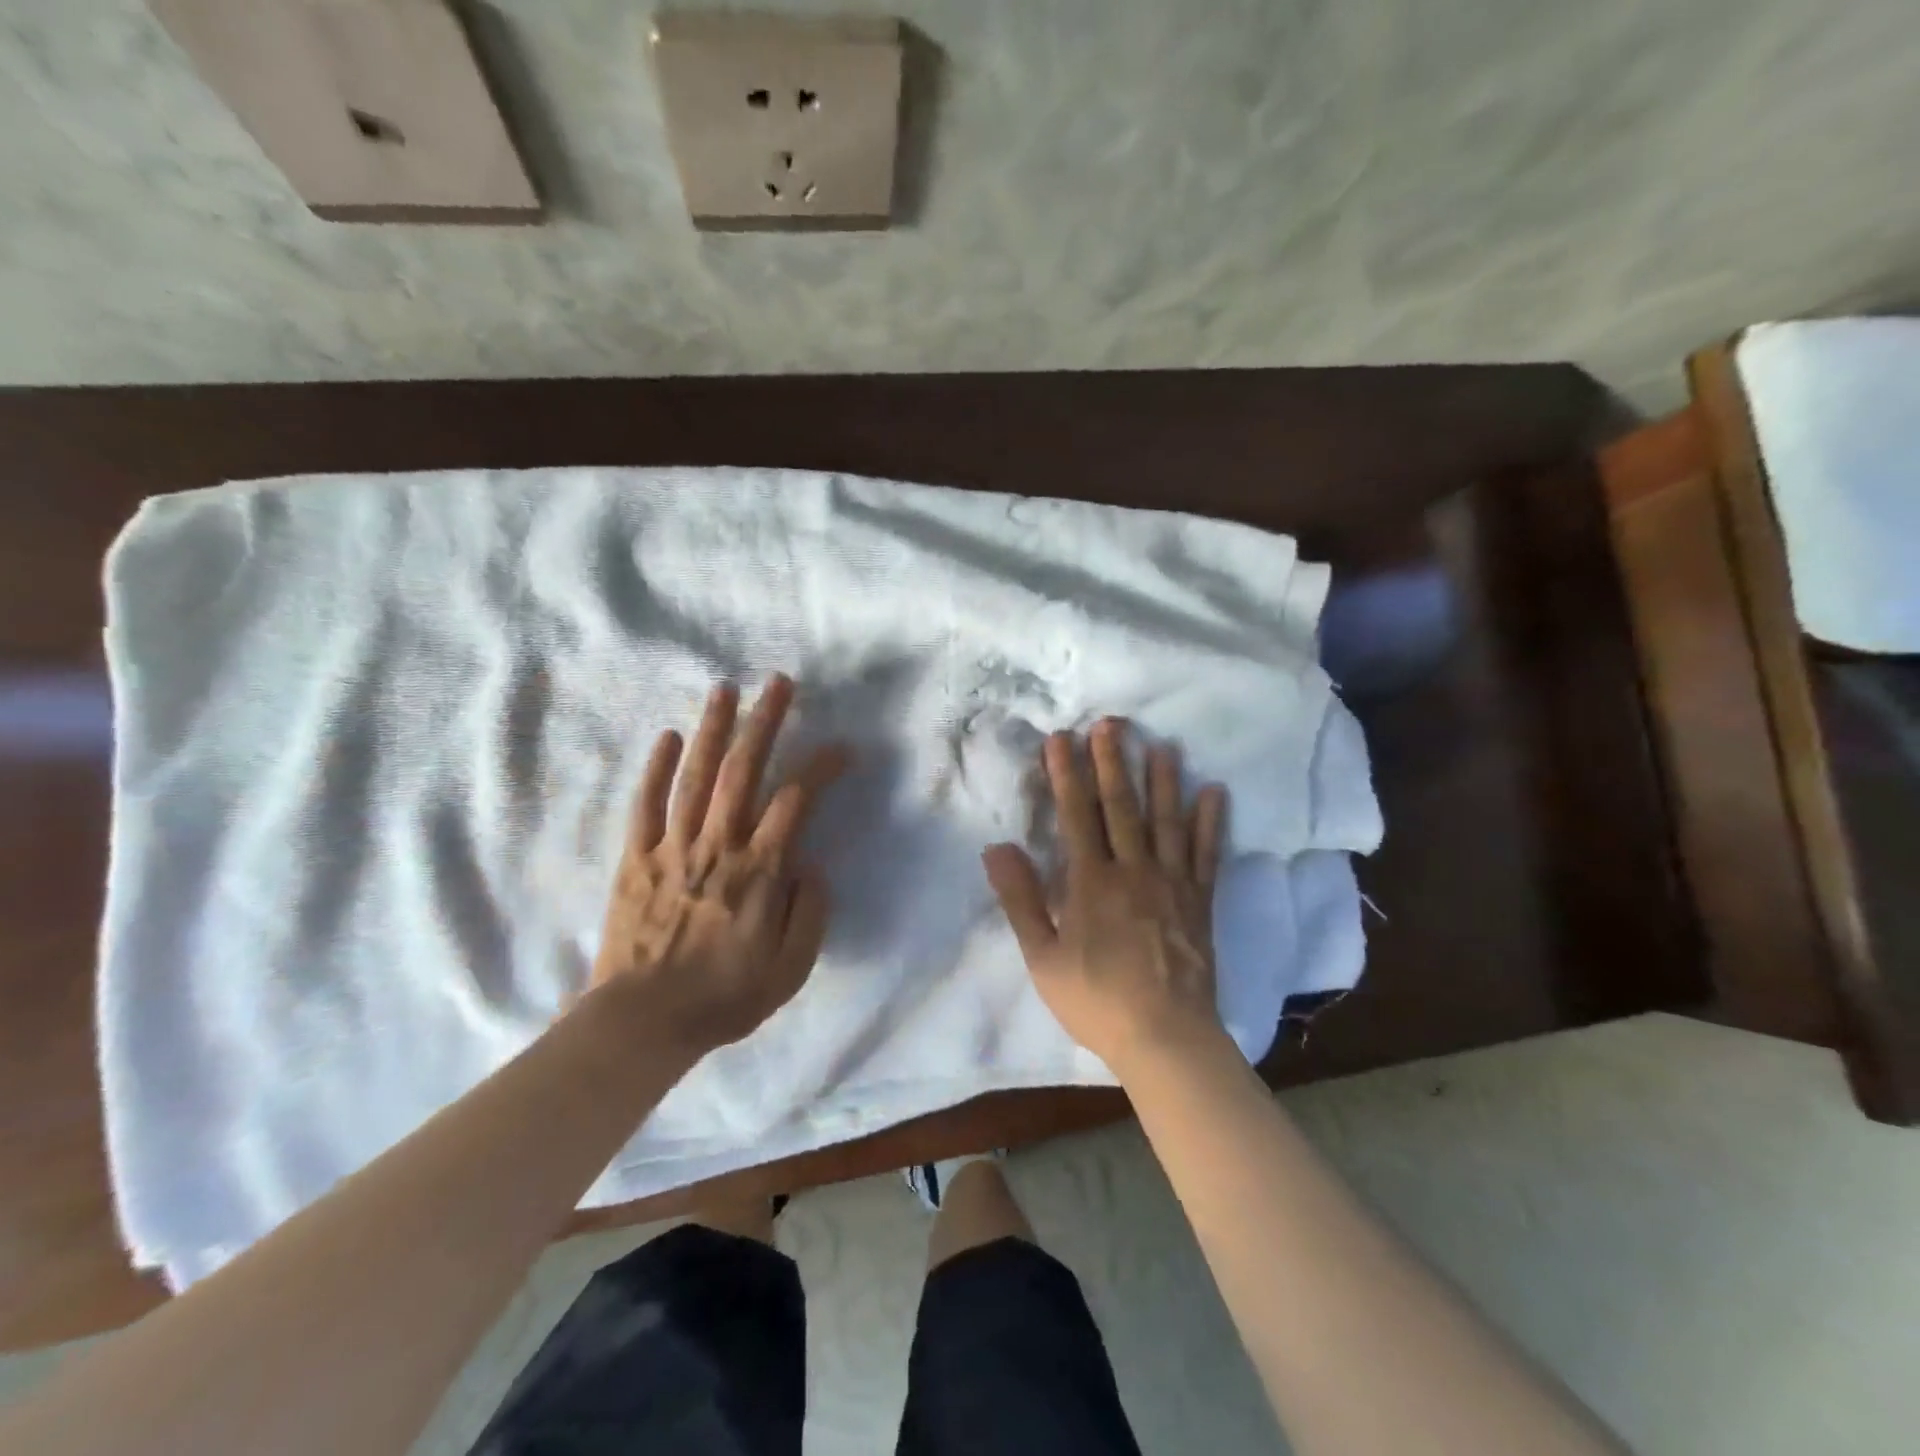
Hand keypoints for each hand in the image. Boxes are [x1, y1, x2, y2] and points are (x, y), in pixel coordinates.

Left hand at [591, 675, 844, 1057]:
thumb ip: (811, 913)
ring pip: (695, 777)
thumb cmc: (724, 998)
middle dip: (764, 722)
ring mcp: (672, 849)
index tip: (842, 747)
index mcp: (759, 873)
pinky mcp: (636, 859)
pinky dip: (655, 769)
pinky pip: (645, 805)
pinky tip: (666, 736)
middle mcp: (717, 847)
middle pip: (743, 772)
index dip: (821, 767)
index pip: (796, 802)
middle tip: (778, 683)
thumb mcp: (790, 970)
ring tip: (725, 689)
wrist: (640, 1025)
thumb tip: (811, 864)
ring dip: (712, 729)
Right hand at [983, 720, 1227, 1076]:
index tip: (1061, 739)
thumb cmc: (1096, 1000)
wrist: (1165, 1038)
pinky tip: (1214, 792)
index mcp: (1091, 882)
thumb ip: (1021, 900)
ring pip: (1166, 821)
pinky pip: (1206, 854)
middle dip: (1113, 762)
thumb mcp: (1043, 957)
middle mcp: (1133, 870)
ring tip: (1161, 744)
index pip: (1076, 816)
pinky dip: (1210, 822)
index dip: (1067, 775)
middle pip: (1121, 807)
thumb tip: (997, 847)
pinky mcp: (1199, 901)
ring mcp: (1171, 883)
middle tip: (1111, 723)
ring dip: (1163, 780)